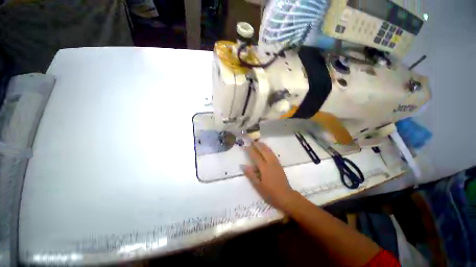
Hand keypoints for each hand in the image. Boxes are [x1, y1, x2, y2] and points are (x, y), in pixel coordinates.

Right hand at [241, 141, 298, 211]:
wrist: (286, 196)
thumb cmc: (270, 193)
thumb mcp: (258, 186)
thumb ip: (250, 174)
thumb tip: (242, 165)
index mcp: (264, 168)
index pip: (255, 156)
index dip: (250, 150)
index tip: (245, 146)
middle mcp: (270, 163)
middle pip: (263, 150)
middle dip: (257, 145)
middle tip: (252, 141)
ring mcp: (276, 163)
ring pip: (269, 151)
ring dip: (263, 145)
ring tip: (258, 142)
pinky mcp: (279, 165)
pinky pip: (273, 154)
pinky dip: (268, 149)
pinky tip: (267, 149)